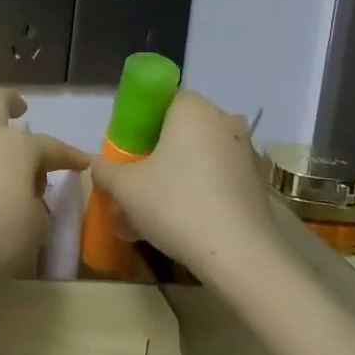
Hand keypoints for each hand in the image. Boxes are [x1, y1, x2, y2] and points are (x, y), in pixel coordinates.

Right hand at [88, 89, 280, 281]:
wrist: (238, 254)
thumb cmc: (175, 205)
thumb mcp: (125, 188)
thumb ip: (105, 170)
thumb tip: (97, 164)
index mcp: (193, 110)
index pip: (164, 101)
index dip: (142, 124)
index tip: (129, 153)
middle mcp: (225, 121)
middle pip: (183, 131)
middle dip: (158, 155)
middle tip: (137, 185)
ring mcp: (246, 153)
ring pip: (201, 158)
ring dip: (177, 178)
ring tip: (153, 215)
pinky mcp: (258, 183)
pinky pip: (219, 179)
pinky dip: (200, 194)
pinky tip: (181, 226)